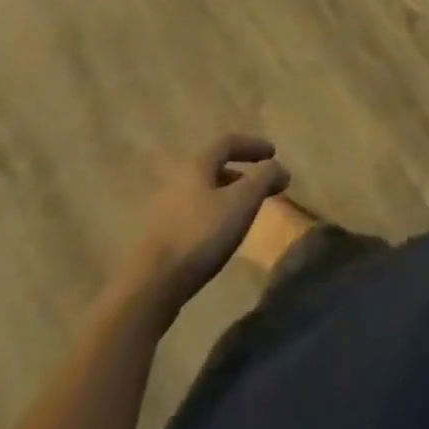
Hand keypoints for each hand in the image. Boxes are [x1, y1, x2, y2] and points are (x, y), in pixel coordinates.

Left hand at [129, 135, 290, 306]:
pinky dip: (213, 216)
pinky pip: (193, 215)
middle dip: (241, 174)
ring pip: (203, 193)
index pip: (228, 142)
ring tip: (244, 215)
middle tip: (261, 188)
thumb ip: (264, 179)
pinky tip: (219, 238)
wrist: (150, 287)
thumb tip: (278, 166)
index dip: (253, 145)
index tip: (274, 153)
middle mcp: (177, 180)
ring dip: (227, 197)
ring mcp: (164, 209)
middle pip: (214, 167)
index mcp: (196, 165)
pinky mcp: (158, 237)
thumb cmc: (200, 235)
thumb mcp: (242, 203)